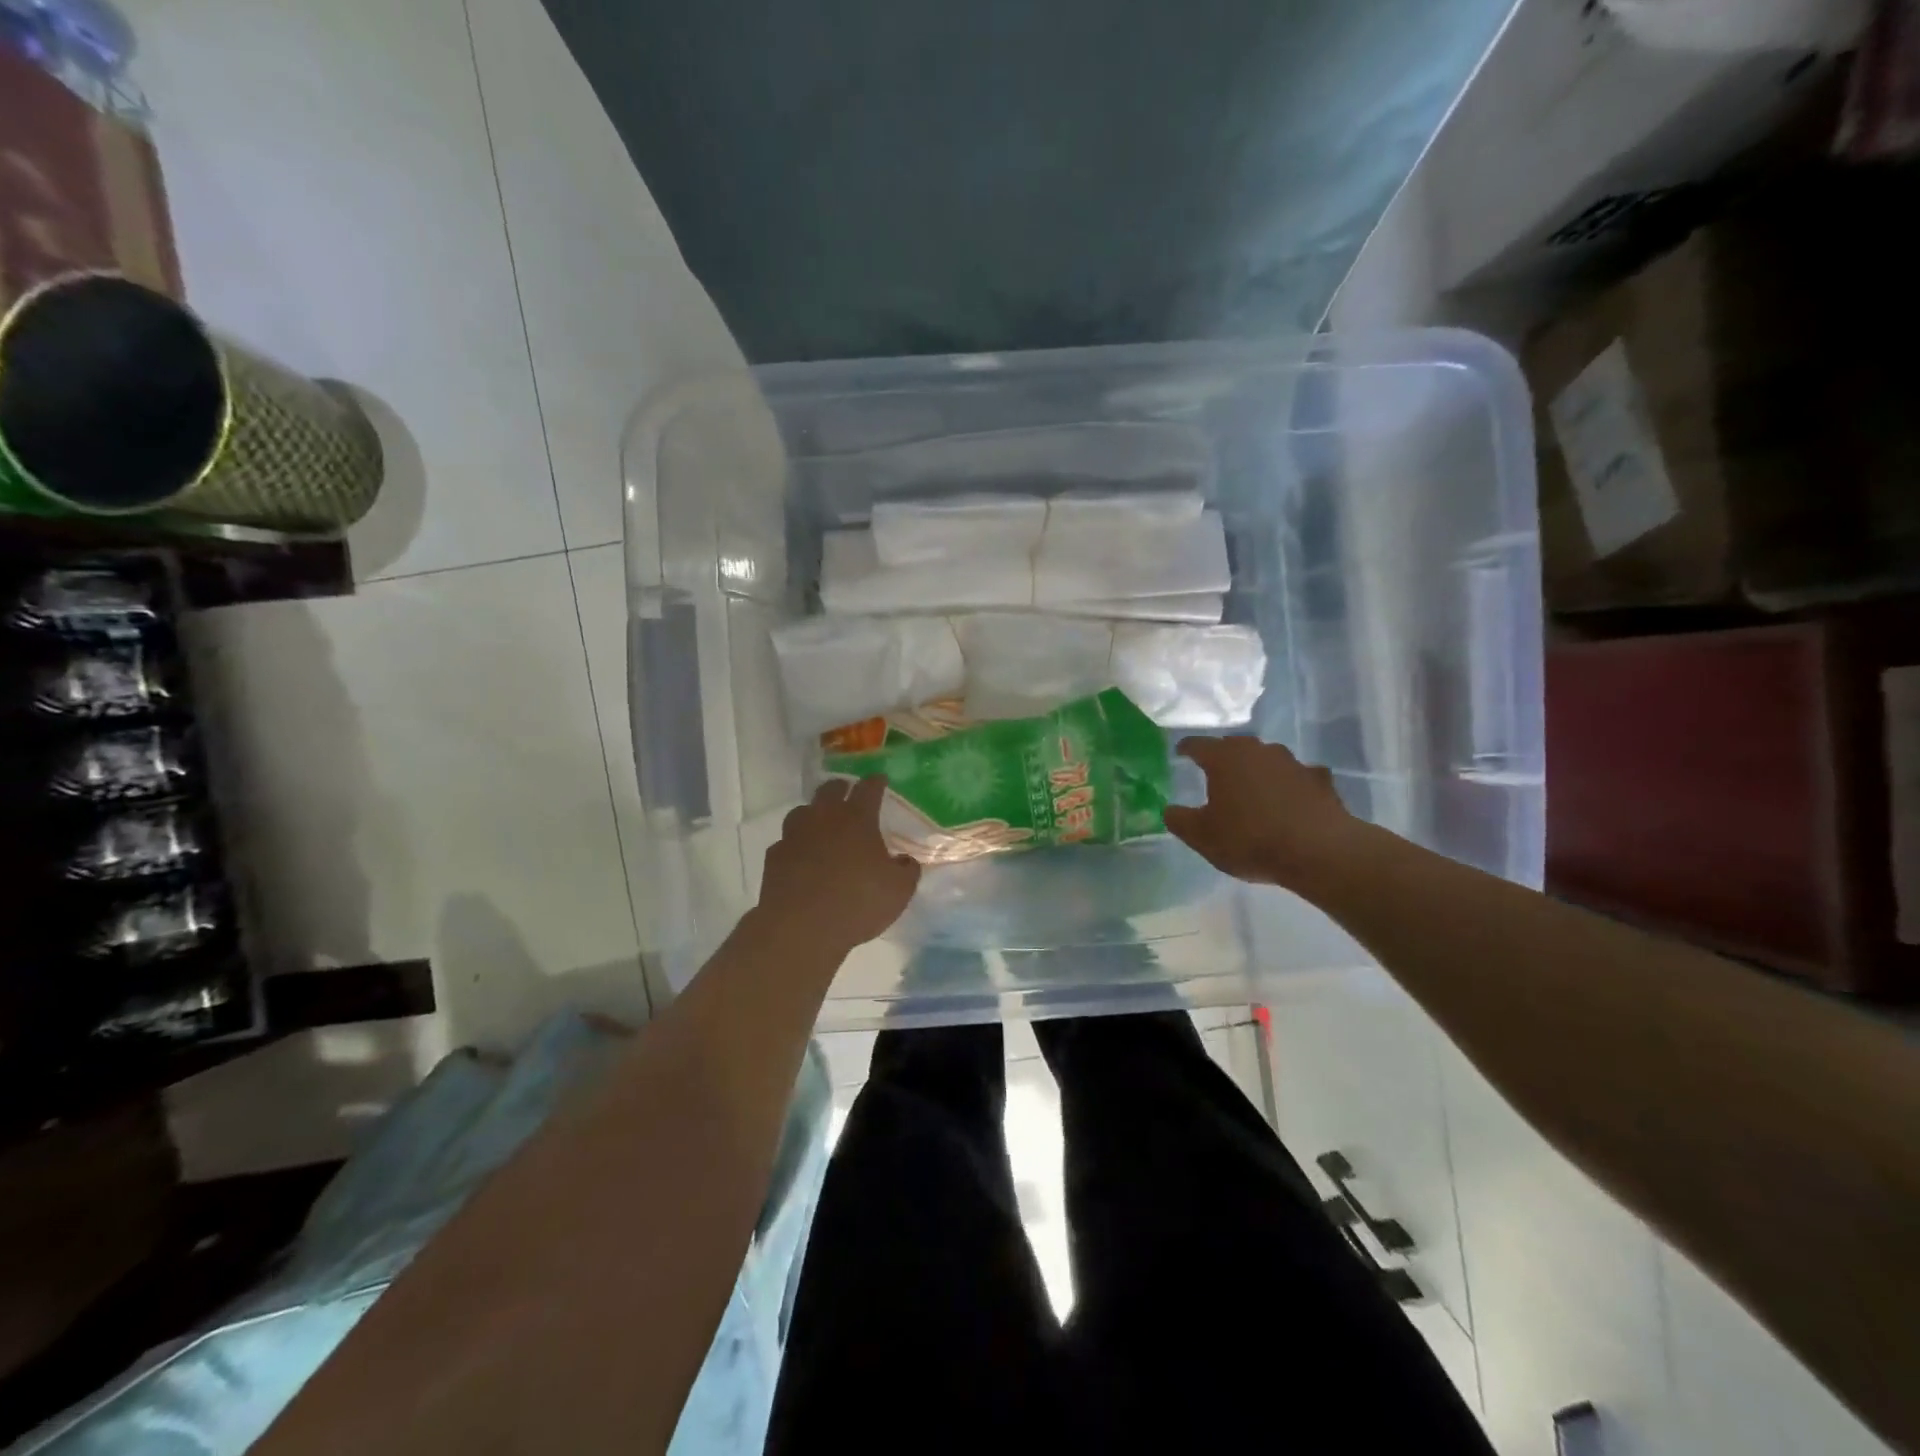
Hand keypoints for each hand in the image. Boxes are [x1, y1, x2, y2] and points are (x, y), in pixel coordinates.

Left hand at [758, 776, 920, 954]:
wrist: (801, 928)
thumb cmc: (858, 903)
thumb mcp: (899, 890)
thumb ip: (907, 870)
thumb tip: (905, 860)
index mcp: (857, 819)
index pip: (868, 789)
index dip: (876, 782)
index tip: (880, 779)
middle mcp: (823, 818)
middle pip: (830, 790)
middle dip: (841, 788)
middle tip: (849, 793)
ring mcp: (794, 835)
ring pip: (802, 811)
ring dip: (814, 813)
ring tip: (822, 824)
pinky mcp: (774, 857)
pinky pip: (786, 842)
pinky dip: (796, 844)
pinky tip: (801, 856)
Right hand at [1163, 736, 1366, 890]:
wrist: (1319, 851)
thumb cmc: (1250, 839)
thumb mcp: (1202, 837)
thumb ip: (1180, 820)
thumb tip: (1170, 810)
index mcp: (1224, 759)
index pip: (1198, 745)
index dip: (1186, 749)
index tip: (1180, 753)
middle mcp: (1258, 751)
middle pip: (1235, 747)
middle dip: (1223, 757)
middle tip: (1214, 772)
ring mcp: (1293, 763)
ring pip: (1267, 760)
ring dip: (1257, 770)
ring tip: (1252, 788)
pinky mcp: (1320, 780)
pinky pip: (1298, 778)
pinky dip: (1290, 785)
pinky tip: (1290, 801)